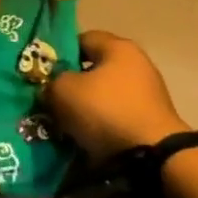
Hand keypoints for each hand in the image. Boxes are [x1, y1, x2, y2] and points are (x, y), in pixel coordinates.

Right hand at [45, 30, 190, 161]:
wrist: (152, 158)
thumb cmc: (105, 111)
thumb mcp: (63, 91)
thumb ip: (51, 82)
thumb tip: (51, 88)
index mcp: (119, 47)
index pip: (82, 39)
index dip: (60, 53)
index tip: (44, 73)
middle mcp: (137, 64)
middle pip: (94, 69)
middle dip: (71, 84)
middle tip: (51, 100)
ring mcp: (148, 94)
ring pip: (103, 95)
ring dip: (85, 107)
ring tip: (64, 123)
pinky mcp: (150, 121)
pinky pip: (115, 116)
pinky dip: (100, 125)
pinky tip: (84, 137)